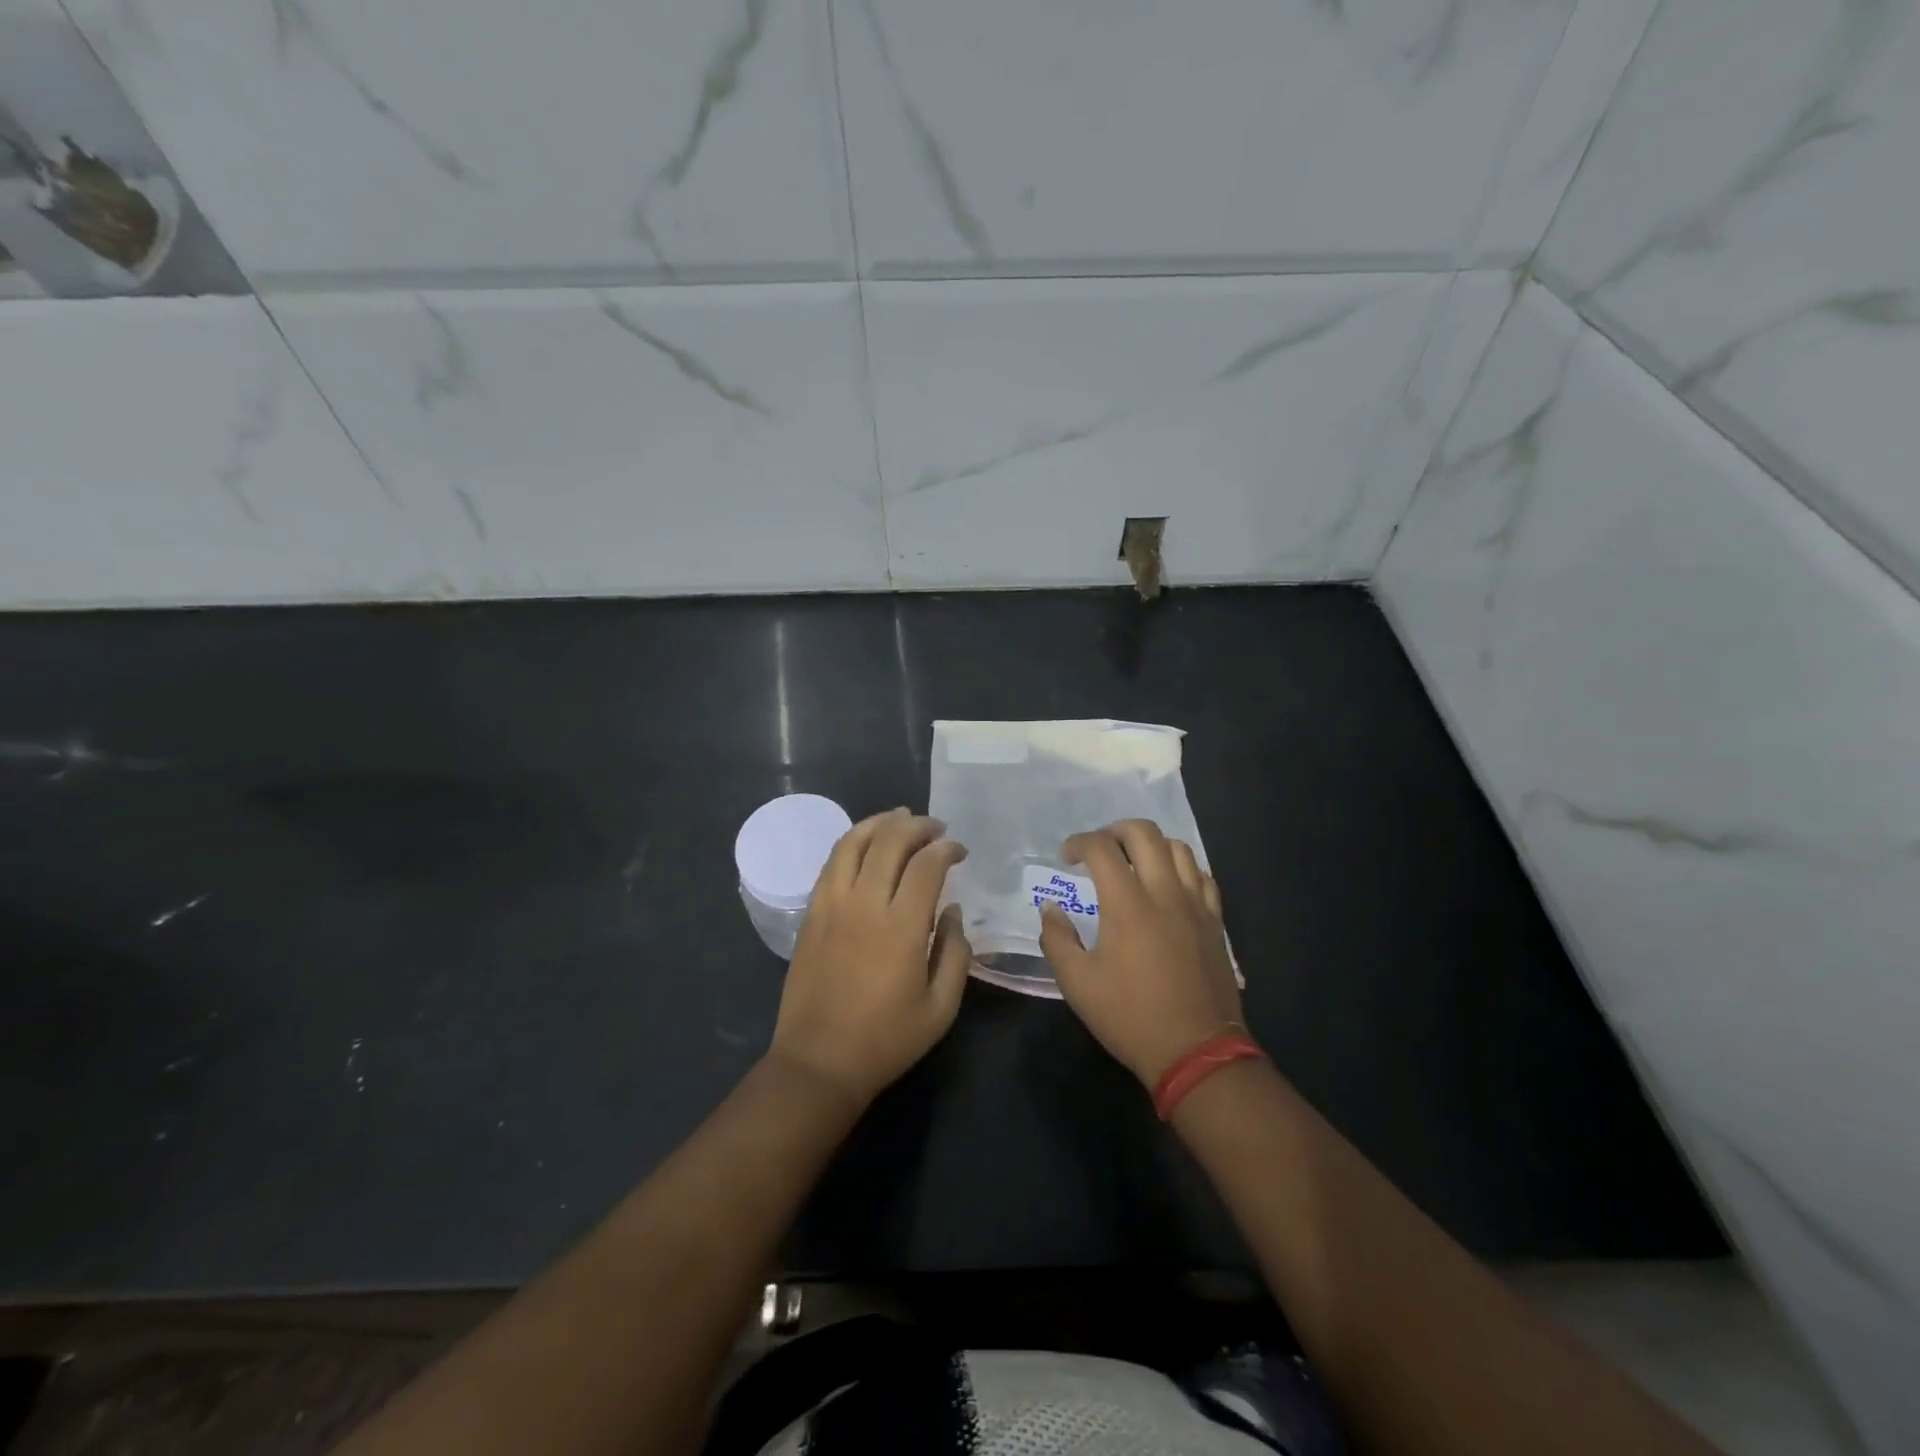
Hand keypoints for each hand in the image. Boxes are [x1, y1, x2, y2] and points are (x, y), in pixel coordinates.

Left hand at [768, 808, 971, 1107]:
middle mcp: (864, 904)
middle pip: (889, 841)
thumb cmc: (886, 1040)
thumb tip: (953, 912)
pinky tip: (865, 844)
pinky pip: (831, 863)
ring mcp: (832, 905)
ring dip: (880, 823)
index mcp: (901, 927)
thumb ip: (955, 953)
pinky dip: (851, 843)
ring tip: (899, 818)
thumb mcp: (941, 1008)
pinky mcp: (811, 914)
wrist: (818, 1062)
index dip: (946, 848)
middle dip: (917, 826)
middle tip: (935, 828)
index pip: (927, 865)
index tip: (959, 850)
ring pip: (853, 843)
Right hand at [1038, 819, 1242, 1088]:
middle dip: (1115, 830)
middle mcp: (1164, 892)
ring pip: (1178, 848)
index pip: (1102, 848)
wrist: (1197, 1051)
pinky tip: (1169, 886)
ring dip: (1151, 845)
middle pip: (1144, 833)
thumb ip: (1057, 939)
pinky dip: (1181, 868)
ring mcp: (1196, 904)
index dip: (1079, 843)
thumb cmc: (1131, 1017)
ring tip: (1134, 863)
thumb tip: (1051, 908)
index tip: (1066, 857)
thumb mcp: (1078, 984)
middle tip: (1099, 850)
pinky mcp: (1215, 921)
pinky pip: (1202, 876)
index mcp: (1127, 904)